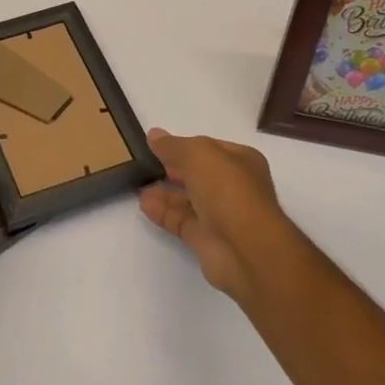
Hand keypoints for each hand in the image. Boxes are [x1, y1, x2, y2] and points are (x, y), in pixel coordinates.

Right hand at [138, 129, 295, 300]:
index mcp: (241, 161)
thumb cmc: (227, 190)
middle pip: (198, 174)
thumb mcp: (198, 154)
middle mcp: (234, 187)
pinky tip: (144, 204)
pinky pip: (181, 221)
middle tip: (144, 163)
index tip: (156, 144)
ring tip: (138, 183)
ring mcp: (221, 215)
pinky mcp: (207, 240)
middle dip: (172, 168)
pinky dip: (163, 212)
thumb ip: (173, 145)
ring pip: (188, 199)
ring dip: (164, 191)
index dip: (183, 145)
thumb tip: (154, 135)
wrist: (246, 249)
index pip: (209, 148)